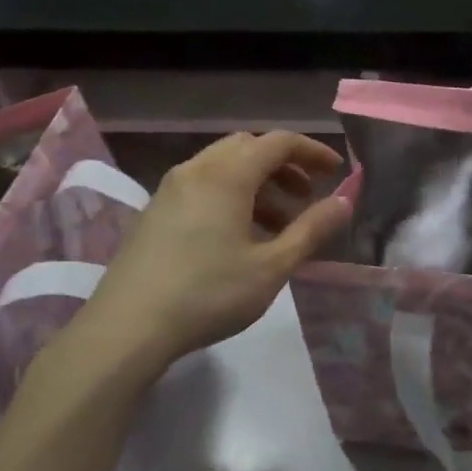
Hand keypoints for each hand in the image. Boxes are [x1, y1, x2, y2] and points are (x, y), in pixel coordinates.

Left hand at [65, 131, 350, 376]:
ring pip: (223, 166)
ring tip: (279, 223)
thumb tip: (343, 202)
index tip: (336, 172)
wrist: (128, 327)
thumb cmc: (209, 294)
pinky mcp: (154, 212)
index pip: (278, 143)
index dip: (312, 152)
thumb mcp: (272, 266)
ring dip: (258, 182)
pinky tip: (240, 235)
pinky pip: (202, 185)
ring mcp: (169, 190)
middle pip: (248, 147)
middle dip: (283, 165)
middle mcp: (196, 171)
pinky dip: (231, 194)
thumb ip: (311, 230)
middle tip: (307, 196)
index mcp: (227, 176)